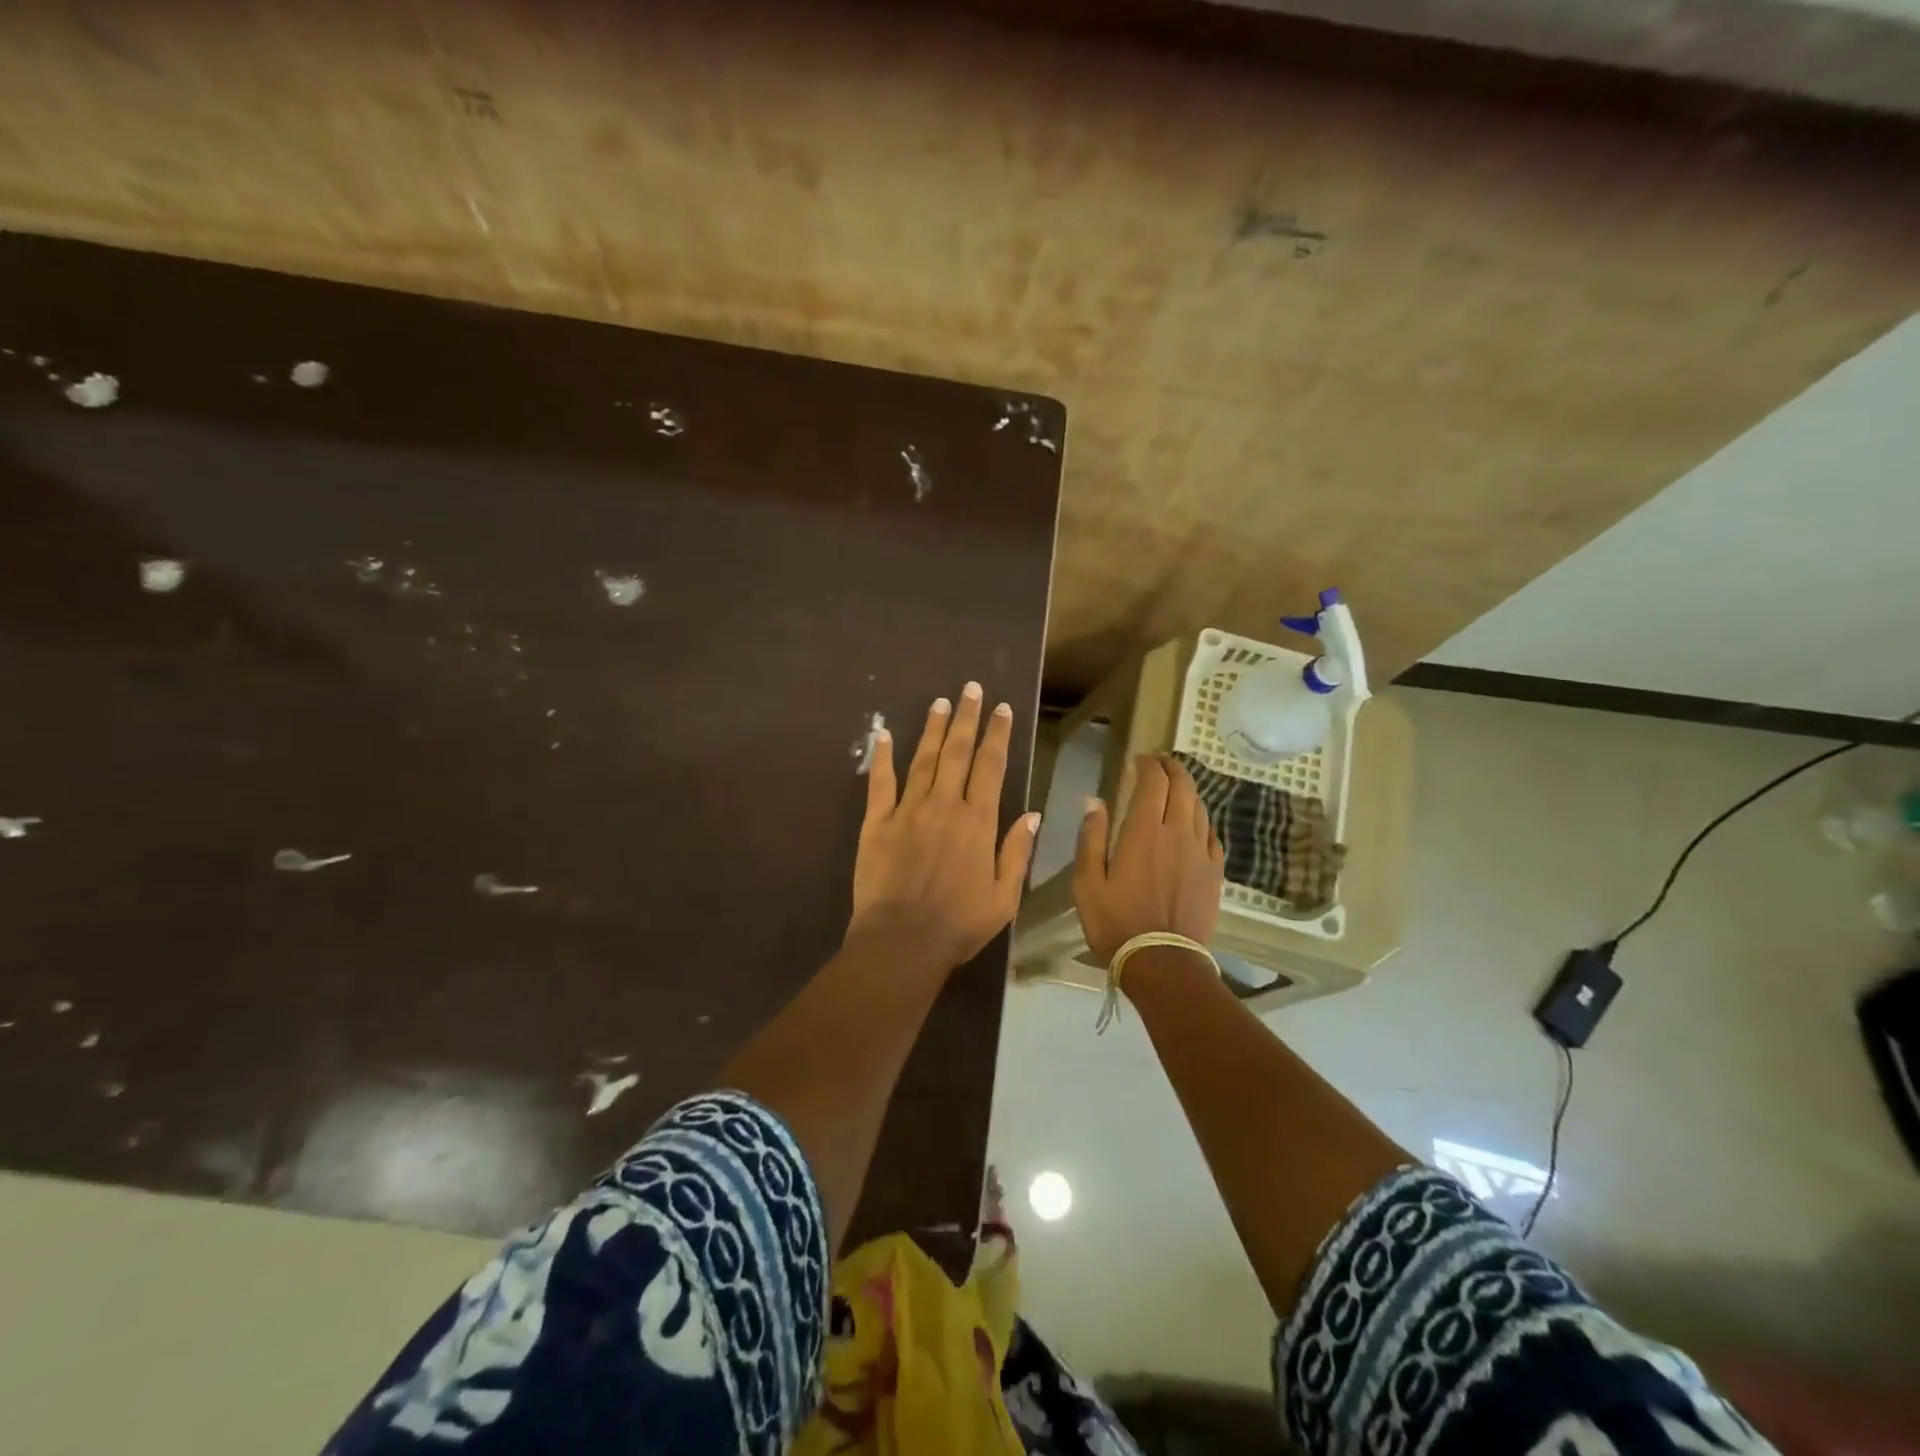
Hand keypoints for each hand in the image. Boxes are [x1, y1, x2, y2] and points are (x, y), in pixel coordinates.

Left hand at [848, 683, 1040, 970]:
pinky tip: (884, 734)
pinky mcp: (877, 823)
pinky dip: (882, 757)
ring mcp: (908, 811)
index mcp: (978, 822)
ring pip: (923, 760)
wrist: (902, 942)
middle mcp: (944, 806)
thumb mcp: (1004, 897)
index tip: (1002, 709)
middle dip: (967, 718)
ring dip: (933, 729)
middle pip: (957, 752)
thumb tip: (1031, 814)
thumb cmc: (959, 924)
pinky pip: (880, 783)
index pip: (991, 767)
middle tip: (971, 689)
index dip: (997, 734)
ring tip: (940, 702)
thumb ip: (1016, 852)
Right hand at [1073, 754, 1223, 963]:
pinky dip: (1202, 820)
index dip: (1147, 765)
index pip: (1153, 783)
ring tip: (1176, 787)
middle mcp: (1178, 833)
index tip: (1138, 759)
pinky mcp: (1214, 873)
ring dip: (1188, 791)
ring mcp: (1201, 853)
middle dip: (1172, 768)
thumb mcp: (1087, 882)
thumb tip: (1094, 800)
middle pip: (1183, 787)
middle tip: (1160, 763)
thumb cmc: (1115, 922)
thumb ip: (1091, 837)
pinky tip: (1195, 823)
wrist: (1162, 962)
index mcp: (1144, 831)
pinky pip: (1212, 835)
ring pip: (1200, 808)